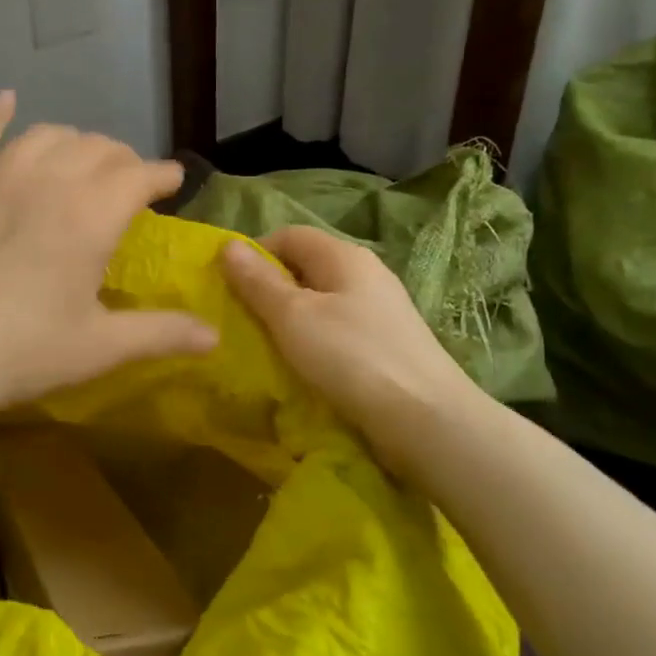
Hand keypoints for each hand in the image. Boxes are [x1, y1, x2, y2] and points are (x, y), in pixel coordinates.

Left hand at [0, 91, 216, 427]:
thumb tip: (214, 335)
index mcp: (91, 214)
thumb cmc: (16, 352)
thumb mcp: (97, 349)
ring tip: (79, 160)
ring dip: (72, 142)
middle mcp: (47, 178)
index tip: (172, 181)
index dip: (162, 175)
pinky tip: (6, 101)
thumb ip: (160, 334)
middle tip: (126, 183)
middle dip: (121, 160)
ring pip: (45, 136)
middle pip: (96, 149)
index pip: (139, 175)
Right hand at [221, 227, 483, 453]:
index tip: (229, 286)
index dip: (255, 253)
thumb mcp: (293, 317)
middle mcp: (366, 274)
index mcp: (344, 256)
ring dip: (290, 319)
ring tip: (266, 345)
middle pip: (306, 267)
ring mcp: (381, 310)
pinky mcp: (387, 344)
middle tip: (241, 319)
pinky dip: (314, 341)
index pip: (289, 234)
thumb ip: (258, 281)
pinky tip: (303, 366)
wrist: (428, 420)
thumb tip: (228, 245)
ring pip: (322, 301)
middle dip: (270, 288)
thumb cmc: (352, 358)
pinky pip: (338, 330)